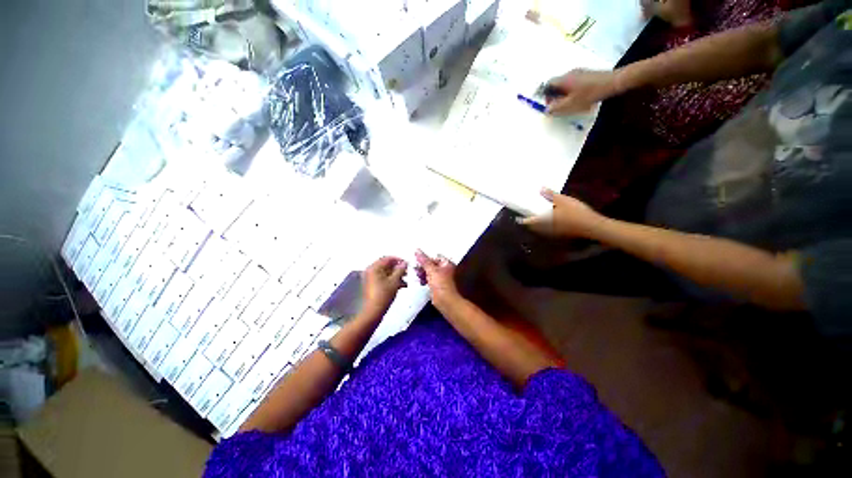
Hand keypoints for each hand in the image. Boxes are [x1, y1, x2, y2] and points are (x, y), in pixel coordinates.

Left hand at [362, 256, 407, 312]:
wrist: (373, 311)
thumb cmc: (384, 294)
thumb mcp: (395, 281)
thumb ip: (400, 270)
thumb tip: (405, 263)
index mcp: (374, 267)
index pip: (388, 258)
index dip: (399, 260)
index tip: (408, 264)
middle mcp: (371, 270)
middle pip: (387, 265)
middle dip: (398, 269)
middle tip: (407, 273)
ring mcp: (371, 278)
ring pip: (386, 272)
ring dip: (396, 275)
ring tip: (406, 281)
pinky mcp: (372, 285)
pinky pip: (383, 278)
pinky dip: (392, 280)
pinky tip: (401, 285)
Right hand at [414, 250, 459, 305]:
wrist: (445, 301)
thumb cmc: (441, 285)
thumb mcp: (431, 270)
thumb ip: (424, 260)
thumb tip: (417, 250)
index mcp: (446, 263)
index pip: (434, 256)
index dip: (425, 257)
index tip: (416, 257)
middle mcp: (444, 269)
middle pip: (431, 263)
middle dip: (422, 265)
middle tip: (414, 266)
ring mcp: (440, 277)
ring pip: (428, 271)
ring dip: (422, 272)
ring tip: (416, 273)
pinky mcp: (435, 284)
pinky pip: (427, 278)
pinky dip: (423, 278)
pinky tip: (419, 279)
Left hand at [519, 188, 605, 238]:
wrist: (591, 226)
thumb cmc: (575, 212)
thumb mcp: (563, 200)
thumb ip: (551, 195)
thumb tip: (540, 189)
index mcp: (543, 220)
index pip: (528, 221)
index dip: (522, 220)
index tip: (518, 218)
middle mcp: (546, 228)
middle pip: (534, 227)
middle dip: (530, 223)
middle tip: (527, 218)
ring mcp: (554, 233)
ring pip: (541, 230)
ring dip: (537, 226)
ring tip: (537, 220)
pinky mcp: (562, 234)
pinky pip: (549, 231)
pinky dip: (546, 227)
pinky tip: (551, 223)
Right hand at [544, 69, 620, 115]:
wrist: (613, 83)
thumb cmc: (590, 94)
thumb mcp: (571, 104)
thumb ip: (557, 108)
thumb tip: (547, 110)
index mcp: (564, 80)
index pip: (549, 85)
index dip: (546, 95)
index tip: (551, 104)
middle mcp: (570, 73)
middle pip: (557, 84)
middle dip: (556, 96)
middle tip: (560, 106)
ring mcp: (580, 73)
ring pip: (566, 84)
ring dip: (565, 94)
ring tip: (570, 104)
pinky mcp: (587, 74)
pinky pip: (575, 83)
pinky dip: (573, 91)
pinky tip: (580, 98)